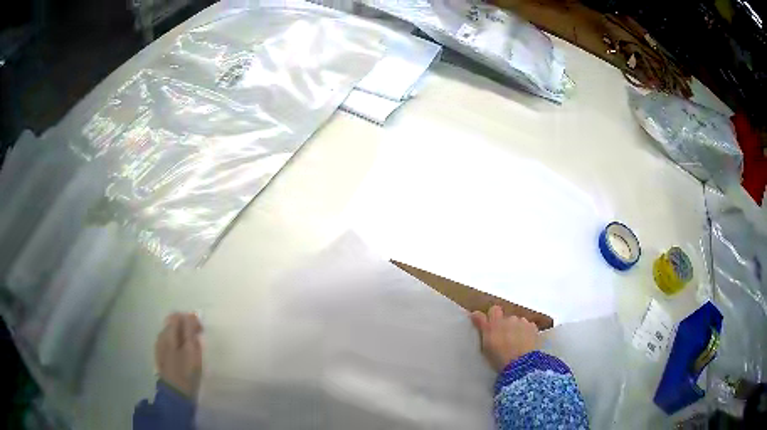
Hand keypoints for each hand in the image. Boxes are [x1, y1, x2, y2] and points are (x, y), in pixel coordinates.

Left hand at [155, 312, 202, 398]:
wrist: (175, 393)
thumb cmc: (186, 372)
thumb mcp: (192, 351)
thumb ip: (190, 331)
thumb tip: (191, 316)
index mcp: (168, 333)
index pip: (178, 316)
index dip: (190, 319)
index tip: (201, 330)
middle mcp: (161, 336)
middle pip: (172, 323)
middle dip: (185, 326)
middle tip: (198, 337)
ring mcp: (159, 347)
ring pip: (171, 333)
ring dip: (181, 335)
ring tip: (192, 347)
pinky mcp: (160, 356)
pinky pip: (169, 343)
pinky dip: (177, 343)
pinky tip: (183, 354)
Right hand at [470, 305, 539, 371]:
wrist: (522, 364)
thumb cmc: (500, 358)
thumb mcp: (486, 346)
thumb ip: (482, 328)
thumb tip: (474, 313)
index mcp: (495, 323)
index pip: (493, 310)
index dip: (492, 316)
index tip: (490, 325)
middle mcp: (509, 319)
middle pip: (506, 318)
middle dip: (505, 325)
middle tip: (505, 339)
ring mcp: (523, 322)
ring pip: (518, 322)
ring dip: (517, 329)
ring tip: (518, 343)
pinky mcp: (534, 327)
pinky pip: (529, 327)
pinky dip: (527, 332)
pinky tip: (527, 343)